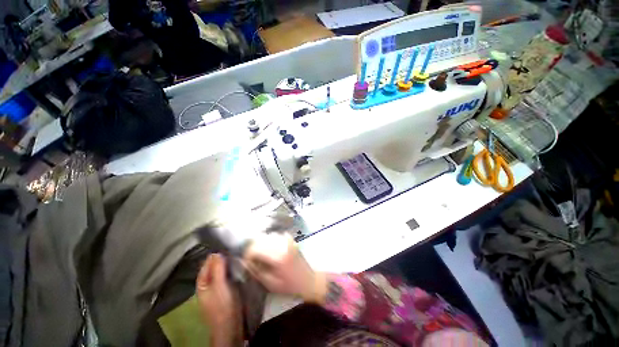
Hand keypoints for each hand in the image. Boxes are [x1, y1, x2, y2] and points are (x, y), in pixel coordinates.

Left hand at [196, 254, 241, 346]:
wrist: (231, 324)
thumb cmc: (222, 305)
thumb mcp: (219, 286)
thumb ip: (217, 269)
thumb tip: (217, 252)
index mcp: (203, 282)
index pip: (207, 263)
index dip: (216, 253)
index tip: (227, 243)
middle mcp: (210, 282)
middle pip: (215, 265)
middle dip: (224, 257)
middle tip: (235, 247)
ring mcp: (219, 284)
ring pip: (223, 269)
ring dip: (229, 262)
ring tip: (239, 252)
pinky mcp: (228, 287)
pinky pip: (229, 273)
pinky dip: (233, 267)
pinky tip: (240, 263)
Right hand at [244, 233, 326, 303]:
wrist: (309, 279)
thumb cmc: (290, 285)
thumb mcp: (271, 284)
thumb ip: (257, 272)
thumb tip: (245, 262)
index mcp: (277, 257)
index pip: (255, 249)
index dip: (247, 255)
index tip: (246, 261)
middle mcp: (282, 244)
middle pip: (260, 240)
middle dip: (253, 249)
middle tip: (252, 259)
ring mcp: (287, 240)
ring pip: (267, 237)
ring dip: (261, 244)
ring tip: (261, 255)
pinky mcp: (290, 239)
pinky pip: (275, 236)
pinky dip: (270, 241)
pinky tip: (271, 250)